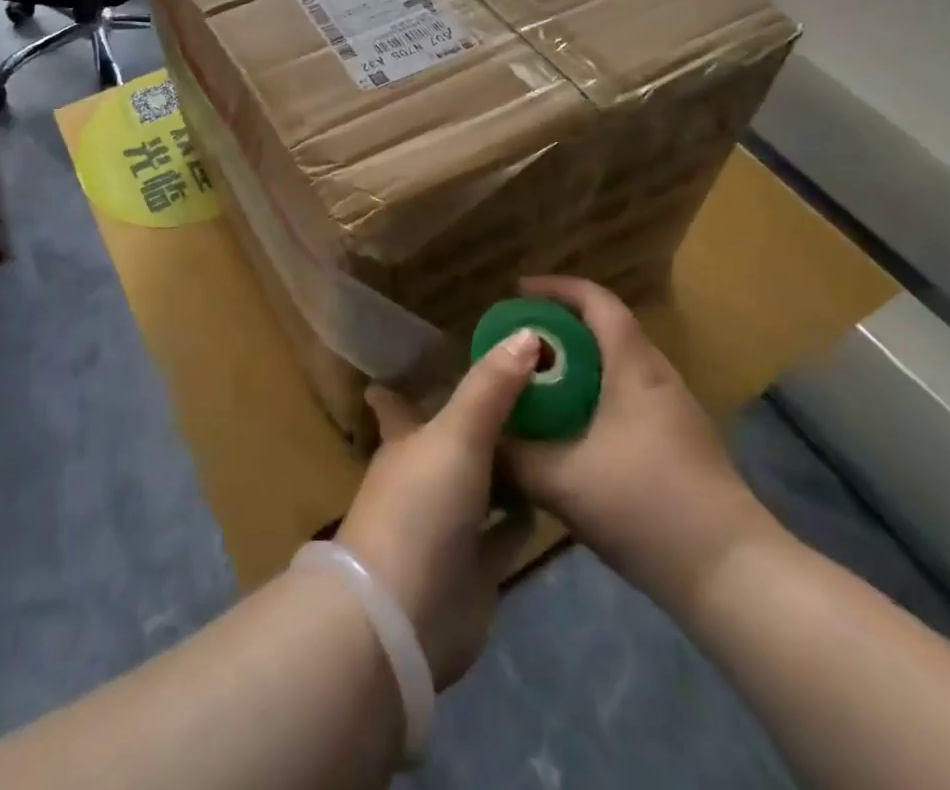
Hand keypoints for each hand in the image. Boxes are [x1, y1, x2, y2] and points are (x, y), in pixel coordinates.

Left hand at [335, 330, 541, 687]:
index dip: (406, 383)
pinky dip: (521, 516)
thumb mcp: (457, 433)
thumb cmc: (421, 507)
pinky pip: (503, 533)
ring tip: (549, 432)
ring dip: (506, 465)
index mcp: (406, 440)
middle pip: (452, 440)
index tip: (428, 357)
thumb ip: (492, 386)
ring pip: (480, 484)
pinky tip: (550, 494)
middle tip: (526, 389)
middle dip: (480, 419)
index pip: (399, 402)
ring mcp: (448, 524)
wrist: (404, 617)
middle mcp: (424, 476)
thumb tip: (527, 333)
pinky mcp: (474, 568)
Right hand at [500, 276, 777, 614]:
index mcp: (633, 366)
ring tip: (537, 382)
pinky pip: (628, 395)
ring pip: (617, 364)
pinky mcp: (680, 441)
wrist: (734, 575)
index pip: (596, 300)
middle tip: (517, 343)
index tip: (517, 293)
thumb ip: (513, 456)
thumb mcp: (563, 481)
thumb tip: (478, 436)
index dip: (555, 288)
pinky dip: (594, 393)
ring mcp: (674, 409)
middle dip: (559, 327)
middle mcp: (657, 375)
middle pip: (606, 328)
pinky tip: (571, 429)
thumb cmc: (647, 507)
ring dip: (577, 363)